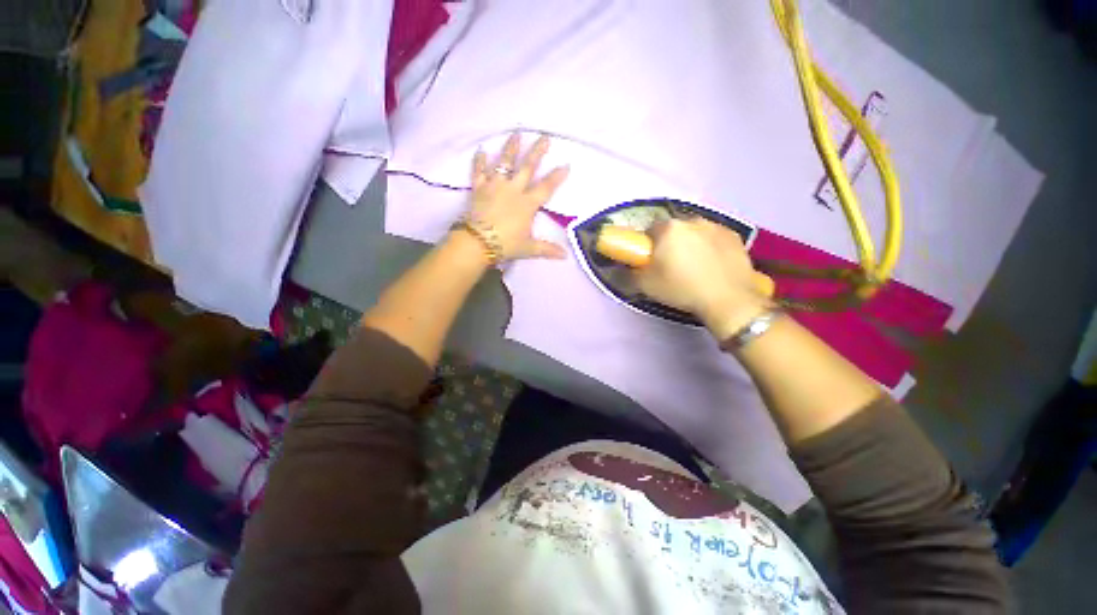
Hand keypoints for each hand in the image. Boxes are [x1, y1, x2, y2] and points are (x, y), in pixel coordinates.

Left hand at [464, 133, 570, 261]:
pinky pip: (479, 171)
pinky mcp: (479, 188)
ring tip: (516, 134)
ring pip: (504, 162)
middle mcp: (513, 190)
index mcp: (527, 204)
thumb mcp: (529, 248)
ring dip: (511, 148)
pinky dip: (479, 161)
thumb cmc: (506, 244)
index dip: (557, 176)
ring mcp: (495, 186)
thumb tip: (565, 256)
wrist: (478, 242)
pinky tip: (480, 150)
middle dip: (537, 152)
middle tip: (544, 137)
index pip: (546, 187)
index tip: (566, 164)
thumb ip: (547, 249)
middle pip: (527, 167)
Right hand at [635, 218, 770, 339]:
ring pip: (695, 232)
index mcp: (668, 229)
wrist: (727, 300)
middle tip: (671, 264)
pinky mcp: (734, 236)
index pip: (650, 230)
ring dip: (690, 243)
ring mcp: (716, 226)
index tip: (651, 260)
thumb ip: (631, 272)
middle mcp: (692, 220)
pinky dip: (710, 246)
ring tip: (694, 266)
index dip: (648, 245)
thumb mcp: (646, 285)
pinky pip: (714, 237)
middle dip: (670, 243)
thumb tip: (628, 266)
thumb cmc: (681, 289)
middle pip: (674, 229)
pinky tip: (712, 264)